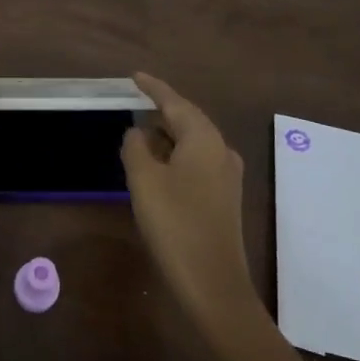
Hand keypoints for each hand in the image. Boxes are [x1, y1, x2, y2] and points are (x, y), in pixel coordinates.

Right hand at [123, 73, 255, 329]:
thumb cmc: (175, 224)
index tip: (134, 76)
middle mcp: (220, 150)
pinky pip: (197, 161)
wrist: (213, 284)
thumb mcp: (144, 180)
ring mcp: (226, 175)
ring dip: (167, 135)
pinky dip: (175, 154)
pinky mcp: (224, 197)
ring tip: (139, 132)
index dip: (153, 88)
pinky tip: (157, 164)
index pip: (174, 102)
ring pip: (192, 141)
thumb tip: (136, 133)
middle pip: (187, 119)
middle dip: (161, 110)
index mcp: (203, 139)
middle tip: (134, 102)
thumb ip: (135, 147)